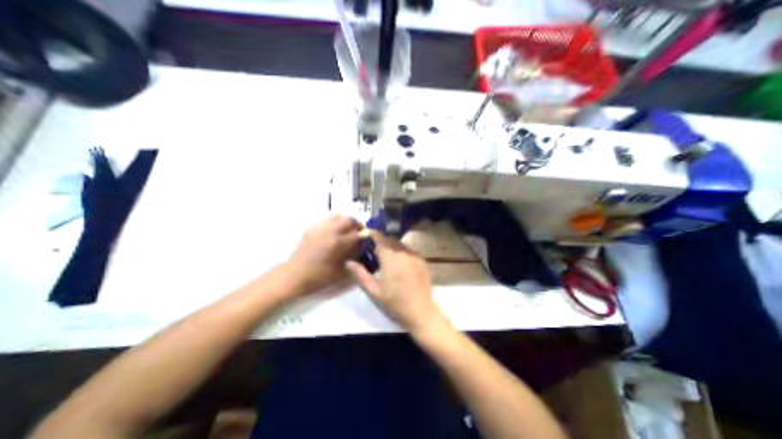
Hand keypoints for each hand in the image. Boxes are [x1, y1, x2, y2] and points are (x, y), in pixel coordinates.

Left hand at [287, 215, 361, 293]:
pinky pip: (327, 219)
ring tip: (346, 231)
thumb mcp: (341, 271)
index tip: (366, 240)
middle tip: (358, 233)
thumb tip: (362, 247)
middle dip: (357, 225)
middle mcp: (330, 231)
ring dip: (345, 222)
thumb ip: (354, 257)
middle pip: (349, 220)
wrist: (294, 275)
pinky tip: (334, 232)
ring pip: (338, 216)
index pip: (357, 234)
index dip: (364, 236)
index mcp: (337, 243)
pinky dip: (334, 222)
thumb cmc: (319, 277)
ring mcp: (320, 228)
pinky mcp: (312, 228)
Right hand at [348, 230, 446, 332]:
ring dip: (391, 246)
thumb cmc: (395, 303)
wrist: (421, 312)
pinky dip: (401, 251)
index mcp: (390, 258)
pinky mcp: (422, 260)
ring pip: (400, 244)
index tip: (365, 235)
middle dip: (381, 241)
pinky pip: (408, 250)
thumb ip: (360, 274)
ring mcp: (414, 255)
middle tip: (373, 250)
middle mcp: (403, 252)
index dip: (372, 234)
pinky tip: (398, 262)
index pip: (380, 238)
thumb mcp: (374, 291)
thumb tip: (348, 262)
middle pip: (390, 239)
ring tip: (385, 257)